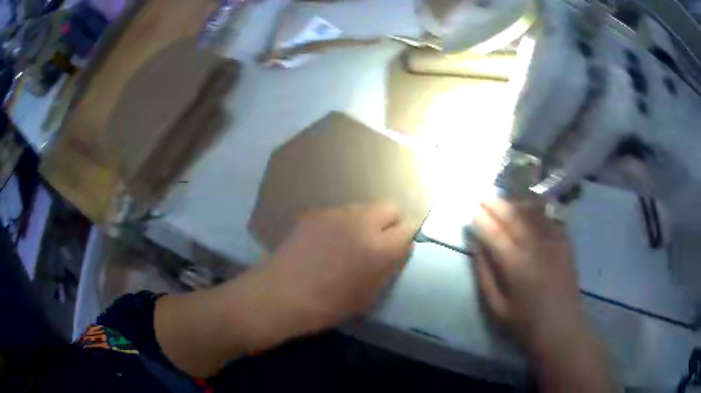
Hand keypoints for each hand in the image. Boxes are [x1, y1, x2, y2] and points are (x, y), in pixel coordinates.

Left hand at [252, 203, 414, 339]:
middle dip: (390, 222)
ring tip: (348, 243)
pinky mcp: (315, 213)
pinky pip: (339, 213)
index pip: (408, 229)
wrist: (282, 294)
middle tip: (378, 243)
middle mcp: (362, 223)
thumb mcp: (368, 296)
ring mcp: (336, 214)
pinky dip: (341, 224)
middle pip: (389, 207)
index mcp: (380, 248)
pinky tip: (326, 242)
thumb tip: (395, 251)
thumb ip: (387, 269)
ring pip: (363, 208)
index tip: (396, 251)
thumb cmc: (328, 306)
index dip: (404, 240)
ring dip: (364, 222)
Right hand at [472, 198, 582, 355]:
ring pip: (532, 212)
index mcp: (515, 264)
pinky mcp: (565, 242)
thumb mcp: (497, 307)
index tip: (471, 212)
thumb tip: (476, 248)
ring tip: (505, 200)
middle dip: (496, 204)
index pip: (494, 233)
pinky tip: (531, 208)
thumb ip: (484, 275)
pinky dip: (538, 209)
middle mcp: (534, 246)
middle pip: (513, 216)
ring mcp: (553, 241)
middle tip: (484, 196)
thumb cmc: (525, 322)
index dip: (481, 220)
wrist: (562, 326)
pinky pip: (550, 217)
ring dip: (516, 202)